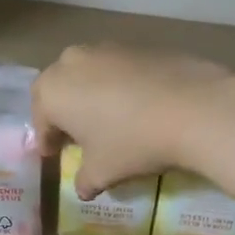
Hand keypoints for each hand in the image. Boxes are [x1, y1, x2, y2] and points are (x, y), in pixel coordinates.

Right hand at [33, 44, 234, 198]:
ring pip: (86, 75)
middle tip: (75, 135)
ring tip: (106, 119)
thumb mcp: (103, 171)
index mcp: (52, 92)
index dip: (47, 140)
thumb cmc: (132, 142)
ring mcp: (105, 49)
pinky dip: (116, 86)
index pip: (41, 119)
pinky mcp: (136, 45)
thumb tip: (83, 189)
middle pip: (58, 89)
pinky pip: (115, 69)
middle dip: (64, 112)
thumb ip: (85, 180)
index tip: (54, 155)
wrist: (193, 107)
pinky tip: (134, 105)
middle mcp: (71, 63)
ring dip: (89, 95)